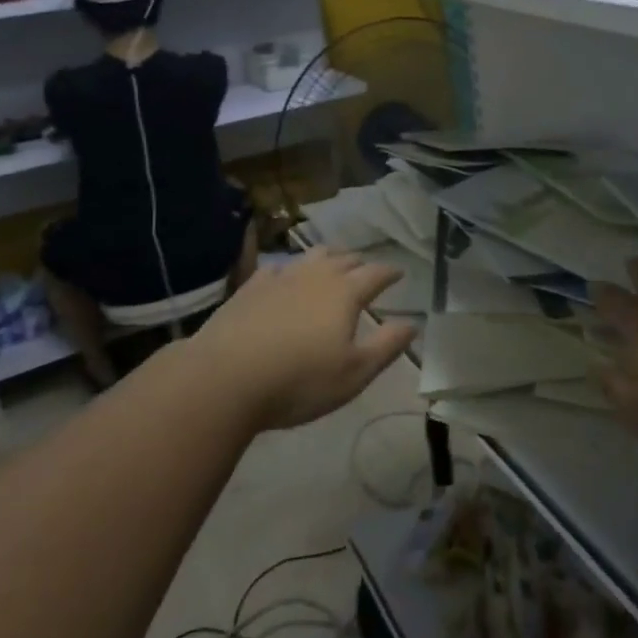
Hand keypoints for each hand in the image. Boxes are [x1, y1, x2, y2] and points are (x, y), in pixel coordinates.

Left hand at [187, 248, 417, 430]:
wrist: (224, 378)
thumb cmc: (299, 381)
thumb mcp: (354, 374)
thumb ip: (387, 346)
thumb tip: (413, 324)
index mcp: (345, 293)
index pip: (375, 273)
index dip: (390, 273)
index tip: (399, 273)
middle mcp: (316, 276)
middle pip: (343, 259)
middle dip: (359, 262)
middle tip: (366, 269)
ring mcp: (280, 278)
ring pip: (310, 257)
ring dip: (327, 258)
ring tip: (332, 264)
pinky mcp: (250, 288)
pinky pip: (277, 268)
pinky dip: (290, 269)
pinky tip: (284, 276)